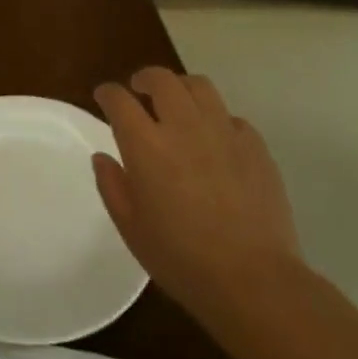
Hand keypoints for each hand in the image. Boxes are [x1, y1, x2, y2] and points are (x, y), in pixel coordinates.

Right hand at [92, 67, 301, 337]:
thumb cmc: (181, 259)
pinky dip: (216, 119)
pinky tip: (215, 139)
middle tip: (140, 90)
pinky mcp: (255, 145)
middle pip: (161, 79)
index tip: (104, 97)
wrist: (253, 280)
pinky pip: (230, 117)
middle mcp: (183, 126)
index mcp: (146, 145)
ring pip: (199, 86)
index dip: (108, 93)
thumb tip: (103, 157)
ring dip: (181, 88)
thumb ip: (112, 186)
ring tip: (178, 104)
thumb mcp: (131, 228)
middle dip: (145, 78)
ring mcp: (223, 132)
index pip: (120, 100)